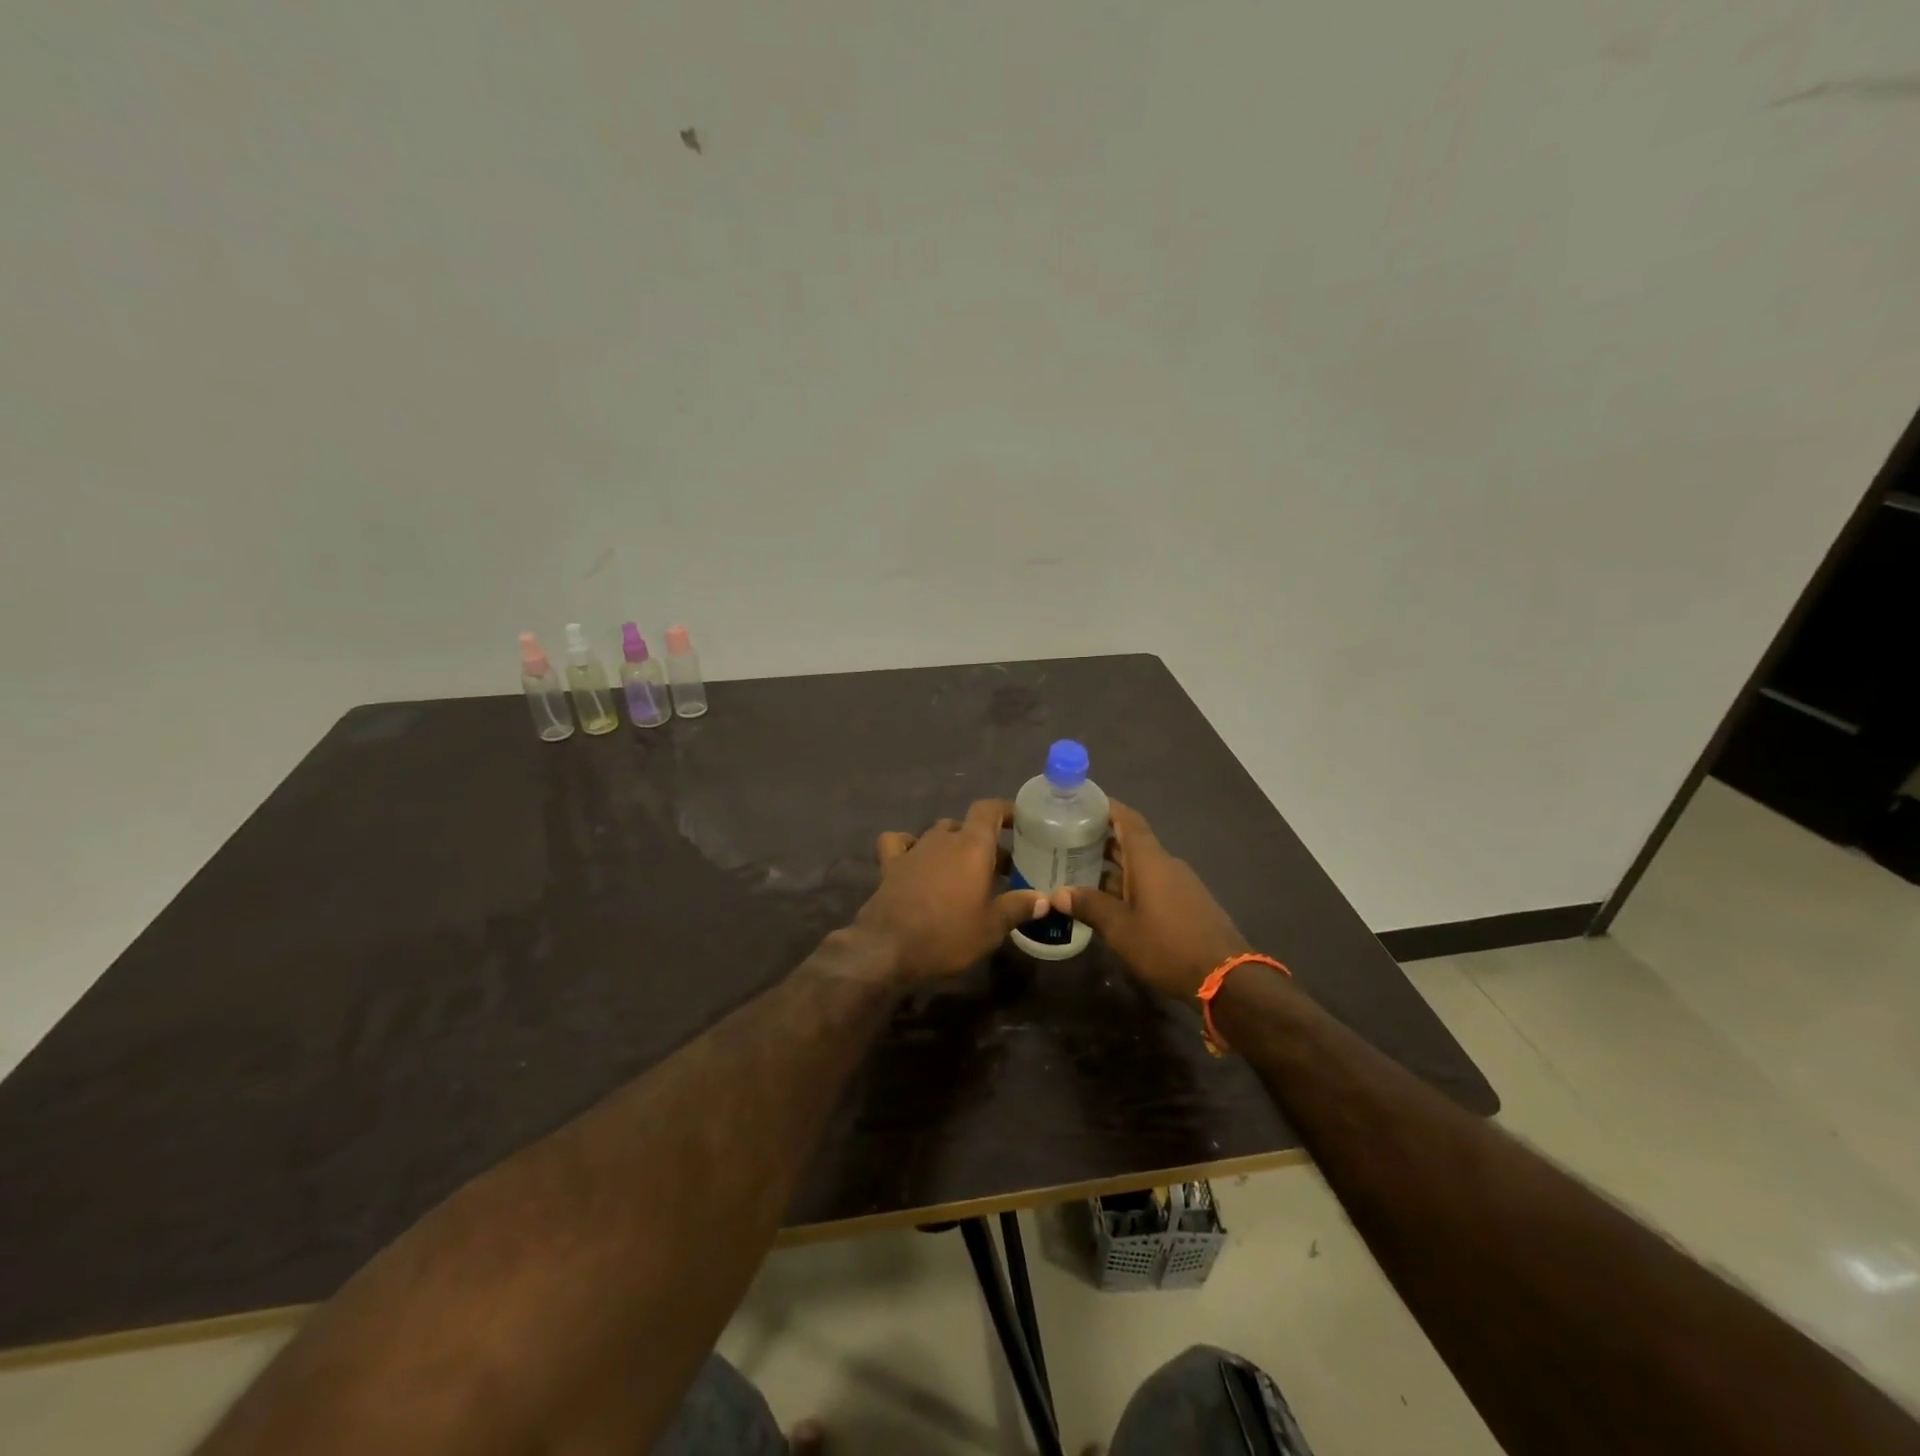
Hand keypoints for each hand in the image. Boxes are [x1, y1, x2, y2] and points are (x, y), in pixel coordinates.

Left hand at [855, 799, 1050, 983]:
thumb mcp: (991, 927)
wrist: (888, 949)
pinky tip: (915, 860)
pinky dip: (909, 845)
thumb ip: (1018, 907)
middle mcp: (942, 839)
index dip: (1005, 810)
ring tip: (964, 872)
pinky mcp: (890, 865)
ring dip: (953, 846)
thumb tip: (1044, 899)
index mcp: (971, 846)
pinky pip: (899, 842)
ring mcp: (914, 850)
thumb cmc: (948, 935)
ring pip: (938, 834)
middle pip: (966, 826)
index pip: (989, 809)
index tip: (1020, 822)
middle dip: (984, 842)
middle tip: (1000, 869)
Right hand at [1059, 801, 1248, 1001]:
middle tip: (1066, 842)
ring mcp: (1179, 885)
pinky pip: (1151, 884)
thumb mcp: (1120, 929)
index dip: (1106, 807)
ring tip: (1079, 874)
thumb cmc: (1167, 946)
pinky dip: (1127, 885)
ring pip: (1140, 867)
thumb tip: (1058, 893)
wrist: (1226, 978)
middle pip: (1131, 842)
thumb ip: (1089, 906)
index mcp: (1150, 860)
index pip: (1128, 819)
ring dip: (1112, 867)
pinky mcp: (1185, 905)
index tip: (1081, 802)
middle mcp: (1165, 864)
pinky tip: (1108, 903)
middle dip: (1100, 840)